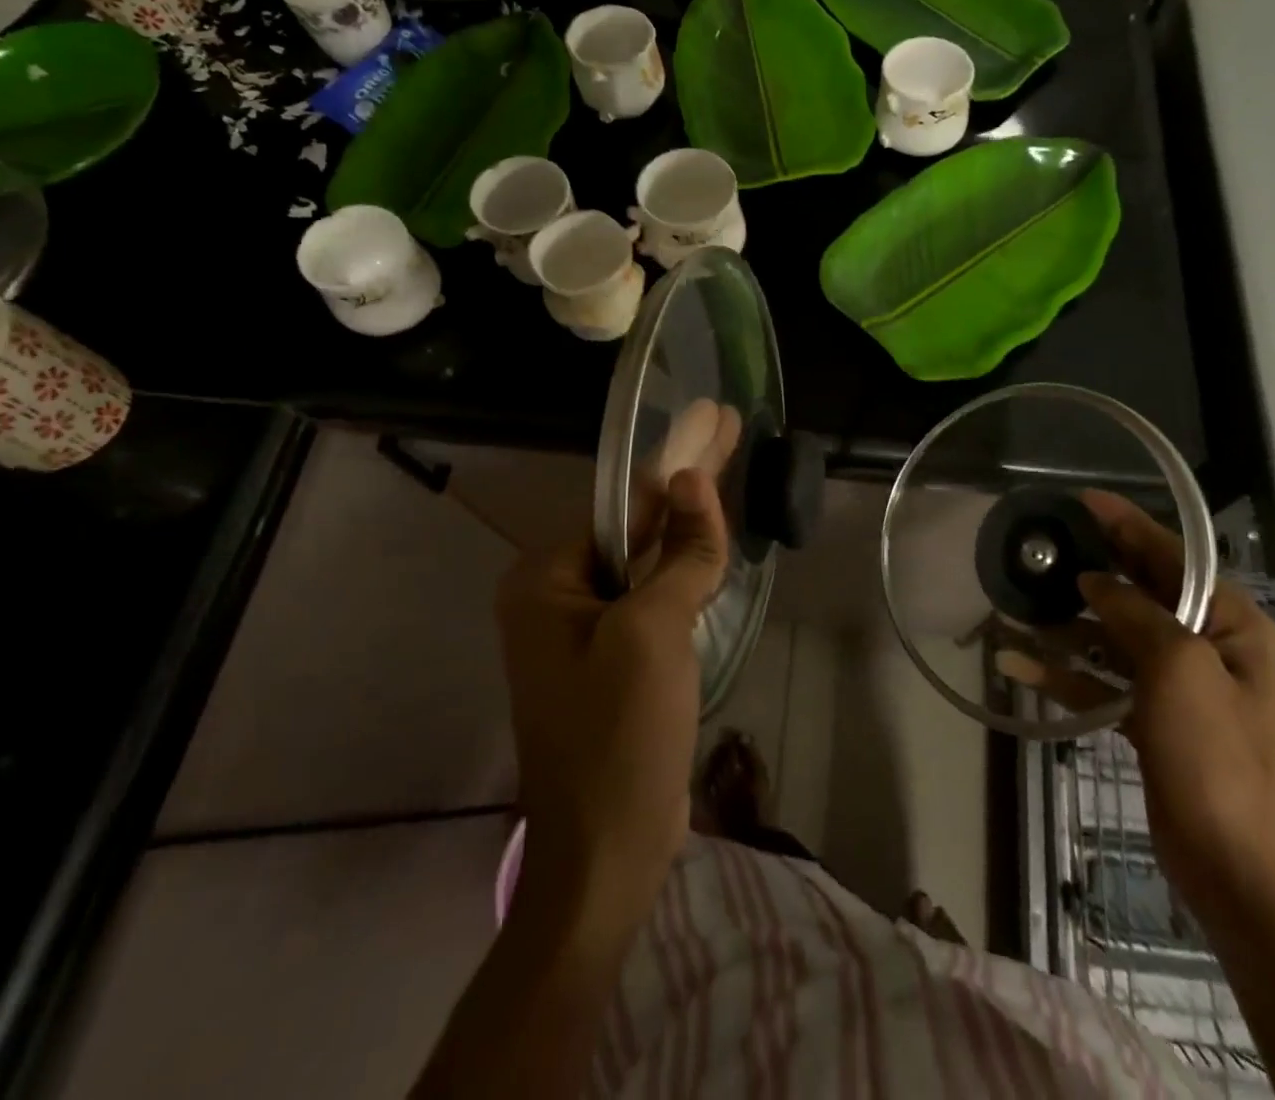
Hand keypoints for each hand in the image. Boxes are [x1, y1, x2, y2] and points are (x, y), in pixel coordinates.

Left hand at [494, 468, 729, 932]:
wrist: (606, 854)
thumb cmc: (620, 734)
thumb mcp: (653, 632)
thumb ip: (680, 553)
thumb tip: (694, 479)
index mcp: (546, 581)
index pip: (622, 504)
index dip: (675, 460)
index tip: (712, 420)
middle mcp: (556, 598)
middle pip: (635, 527)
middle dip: (685, 483)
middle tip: (729, 431)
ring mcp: (584, 633)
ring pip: (647, 564)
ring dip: (688, 527)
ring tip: (727, 476)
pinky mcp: (612, 662)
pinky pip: (652, 599)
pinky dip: (684, 572)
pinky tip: (713, 545)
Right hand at [996, 492, 1274, 926]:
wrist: (1240, 875)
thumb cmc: (1218, 761)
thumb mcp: (1179, 671)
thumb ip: (1135, 613)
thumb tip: (1093, 581)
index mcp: (1230, 623)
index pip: (1173, 555)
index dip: (1126, 524)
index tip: (1080, 500)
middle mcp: (1206, 644)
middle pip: (1139, 591)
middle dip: (1089, 571)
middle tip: (1039, 548)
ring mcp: (1177, 685)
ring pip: (1112, 636)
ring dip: (1065, 625)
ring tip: (1013, 606)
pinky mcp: (1152, 719)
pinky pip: (1103, 680)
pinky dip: (1065, 672)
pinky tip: (1018, 664)